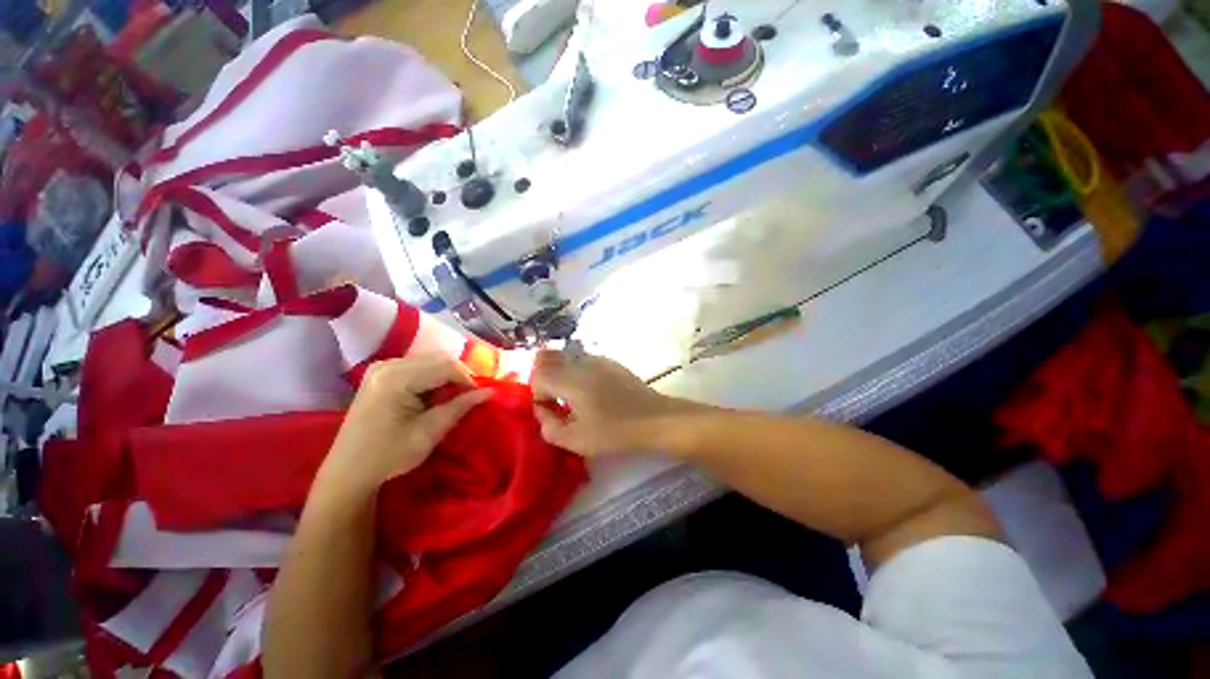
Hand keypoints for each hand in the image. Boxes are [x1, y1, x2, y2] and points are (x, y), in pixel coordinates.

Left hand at [314, 356, 490, 501]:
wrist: (348, 472)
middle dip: (457, 376)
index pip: (445, 365)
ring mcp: (381, 368)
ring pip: (429, 361)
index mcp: (396, 378)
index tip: (478, 397)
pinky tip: (431, 397)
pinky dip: (432, 378)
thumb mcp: (430, 432)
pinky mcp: (380, 374)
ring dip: (445, 377)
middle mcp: (387, 365)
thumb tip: (490, 391)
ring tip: (450, 399)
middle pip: (437, 359)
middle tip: (467, 398)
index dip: (468, 379)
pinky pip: (417, 367)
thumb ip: (460, 407)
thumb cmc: (389, 456)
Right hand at [531, 350, 697, 456]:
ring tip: (576, 400)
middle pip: (549, 360)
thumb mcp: (576, 440)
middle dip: (546, 381)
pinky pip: (584, 362)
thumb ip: (549, 426)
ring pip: (567, 359)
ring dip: (562, 376)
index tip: (551, 412)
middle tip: (557, 403)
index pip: (538, 376)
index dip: (538, 395)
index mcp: (571, 380)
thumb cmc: (614, 432)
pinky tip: (594, 394)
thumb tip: (543, 410)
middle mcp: (581, 362)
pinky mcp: (611, 362)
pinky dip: (579, 374)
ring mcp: (598, 359)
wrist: (654, 419)